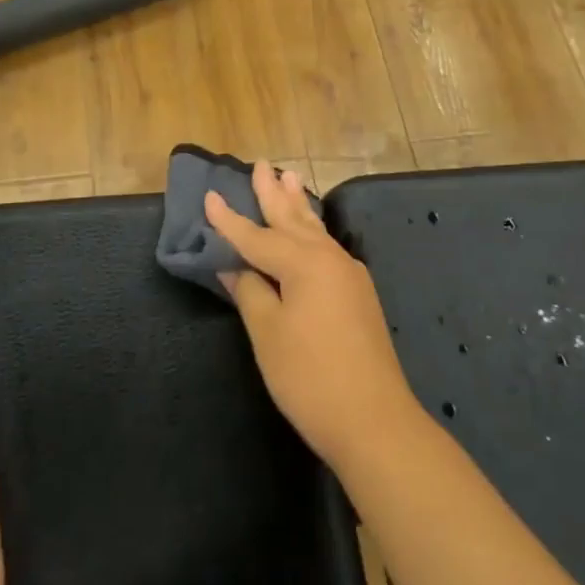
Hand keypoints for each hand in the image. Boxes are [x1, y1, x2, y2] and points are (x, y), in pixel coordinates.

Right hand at [205, 164, 420, 468]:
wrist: (374, 420)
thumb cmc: (310, 377)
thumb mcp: (268, 334)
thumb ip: (250, 292)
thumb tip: (233, 266)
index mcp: (304, 263)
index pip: (257, 236)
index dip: (229, 220)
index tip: (210, 195)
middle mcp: (330, 259)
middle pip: (293, 220)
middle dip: (273, 194)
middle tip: (262, 164)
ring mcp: (349, 276)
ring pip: (316, 231)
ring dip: (298, 206)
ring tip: (290, 178)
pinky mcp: (358, 295)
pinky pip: (327, 248)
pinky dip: (312, 232)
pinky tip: (312, 231)